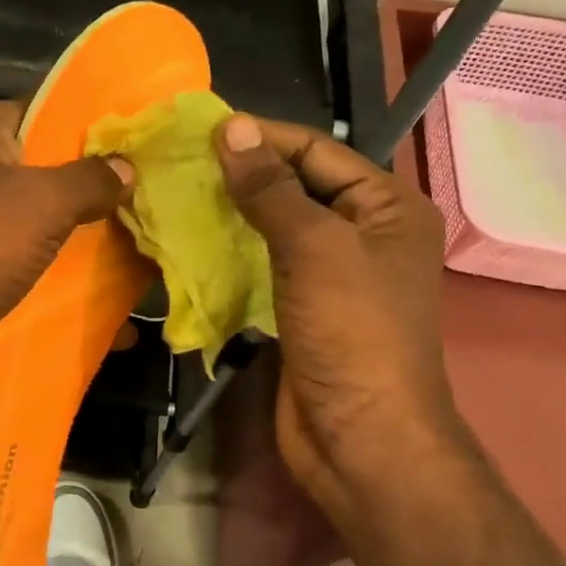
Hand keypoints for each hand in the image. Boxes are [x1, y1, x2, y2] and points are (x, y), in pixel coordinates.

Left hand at [0, 98, 132, 418]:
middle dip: (107, 195)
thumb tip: (125, 167)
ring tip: (155, 259)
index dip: (102, 122)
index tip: (153, 142)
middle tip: (166, 206)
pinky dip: (71, 295)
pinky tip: (120, 319)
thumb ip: (88, 180)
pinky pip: (36, 279)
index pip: (52, 109)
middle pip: (56, 176)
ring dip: (94, 250)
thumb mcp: (38, 202)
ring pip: (50, 233)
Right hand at [215, 114, 466, 521]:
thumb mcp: (314, 248)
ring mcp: (333, 278)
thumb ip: (271, 189)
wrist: (359, 437)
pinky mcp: (302, 312)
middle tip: (180, 166)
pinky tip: (193, 247)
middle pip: (297, 189)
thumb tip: (233, 128)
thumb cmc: (350, 333)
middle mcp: (365, 236)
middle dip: (243, 177)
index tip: (201, 131)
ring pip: (276, 231)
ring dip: (232, 218)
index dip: (263, 138)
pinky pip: (265, 270)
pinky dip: (233, 258)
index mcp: (387, 208)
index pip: (319, 151)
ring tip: (178, 200)